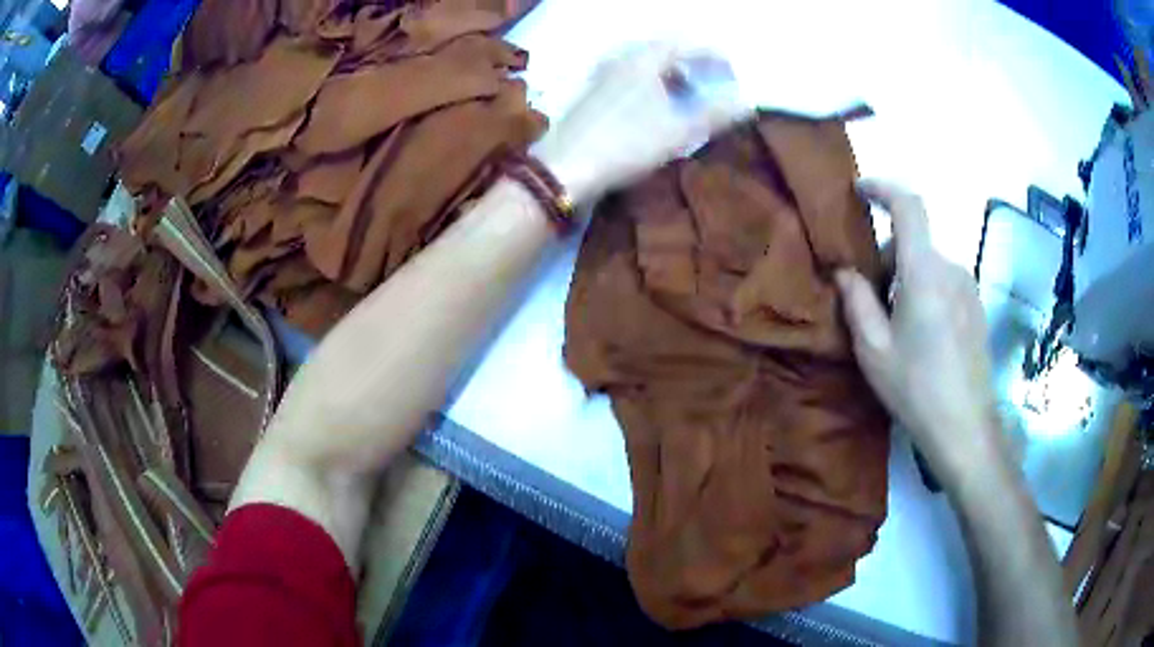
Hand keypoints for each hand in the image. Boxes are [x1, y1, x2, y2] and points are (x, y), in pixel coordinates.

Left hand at [533, 44, 745, 203]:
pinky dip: (652, 81)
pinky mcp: (592, 91)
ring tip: (687, 92)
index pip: (686, 44)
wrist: (564, 167)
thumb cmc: (626, 144)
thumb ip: (715, 114)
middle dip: (692, 61)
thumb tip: (747, 103)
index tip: (732, 70)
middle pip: (664, 49)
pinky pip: (630, 74)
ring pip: (645, 62)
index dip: (713, 55)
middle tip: (711, 79)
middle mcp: (622, 57)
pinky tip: (655, 104)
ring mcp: (603, 73)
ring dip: (671, 72)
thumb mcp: (679, 131)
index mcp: (644, 58)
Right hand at [835, 180, 1006, 483]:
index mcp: (924, 272)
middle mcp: (951, 269)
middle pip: (915, 244)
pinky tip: (922, 336)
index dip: (884, 189)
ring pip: (929, 266)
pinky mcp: (977, 308)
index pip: (909, 206)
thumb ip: (857, 302)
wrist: (965, 427)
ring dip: (907, 279)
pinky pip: (945, 284)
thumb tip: (846, 272)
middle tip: (870, 299)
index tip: (861, 191)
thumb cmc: (916, 388)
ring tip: (896, 326)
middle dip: (887, 259)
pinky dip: (926, 292)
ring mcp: (969, 288)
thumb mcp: (874, 350)